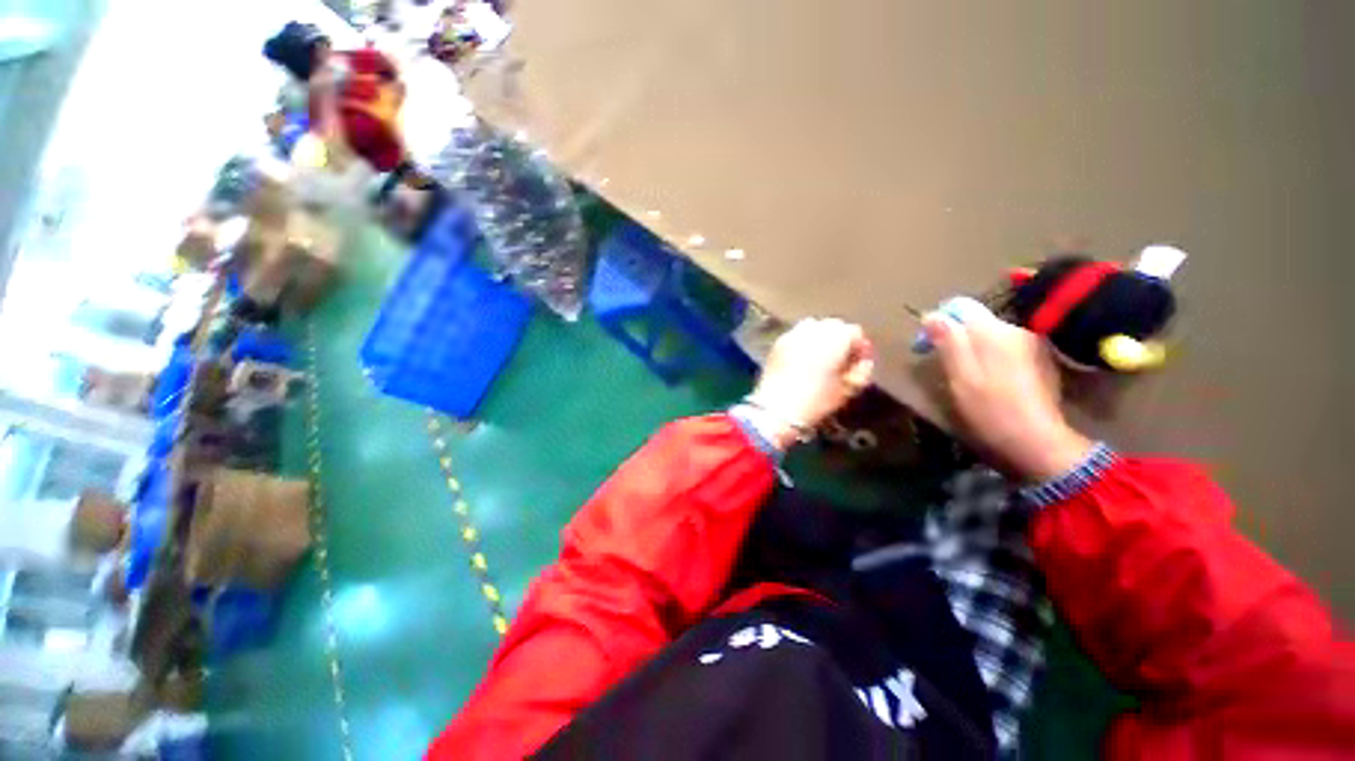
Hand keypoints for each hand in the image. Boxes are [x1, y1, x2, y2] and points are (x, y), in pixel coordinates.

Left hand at [749, 318, 874, 449]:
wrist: (777, 407)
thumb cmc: (817, 400)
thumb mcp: (848, 389)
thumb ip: (862, 371)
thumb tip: (863, 361)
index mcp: (836, 337)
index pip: (854, 332)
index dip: (858, 348)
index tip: (857, 364)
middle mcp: (814, 329)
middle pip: (833, 326)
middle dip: (839, 341)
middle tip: (838, 362)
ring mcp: (793, 333)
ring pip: (813, 328)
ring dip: (819, 339)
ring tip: (819, 360)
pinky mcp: (778, 342)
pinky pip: (796, 336)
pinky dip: (802, 344)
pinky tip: (800, 361)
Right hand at [923, 308, 1092, 480]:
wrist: (1037, 439)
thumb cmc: (990, 408)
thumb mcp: (959, 375)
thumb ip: (948, 342)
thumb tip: (932, 315)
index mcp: (992, 331)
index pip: (959, 307)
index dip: (938, 322)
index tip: (925, 346)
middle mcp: (1015, 329)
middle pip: (976, 321)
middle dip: (956, 337)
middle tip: (942, 364)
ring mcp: (1032, 343)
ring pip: (991, 336)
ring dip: (973, 348)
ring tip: (964, 375)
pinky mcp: (1041, 359)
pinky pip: (1007, 348)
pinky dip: (991, 357)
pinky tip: (990, 381)